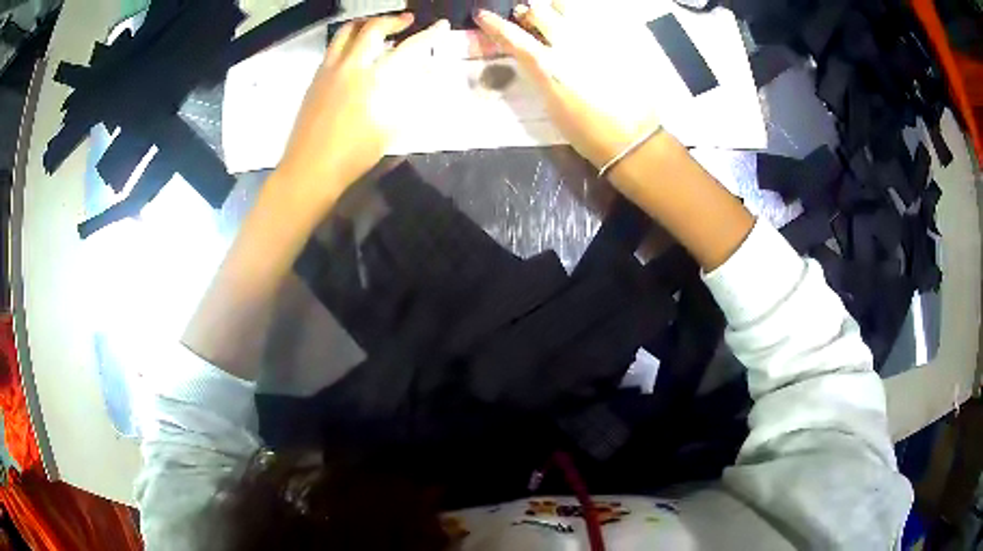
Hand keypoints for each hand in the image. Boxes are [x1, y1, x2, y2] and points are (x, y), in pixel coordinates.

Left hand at [275, 13, 449, 209]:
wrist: (309, 169)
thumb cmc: (353, 155)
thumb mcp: (390, 129)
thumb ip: (410, 98)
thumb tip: (426, 76)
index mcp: (372, 80)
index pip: (407, 48)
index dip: (428, 35)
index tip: (440, 26)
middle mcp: (349, 67)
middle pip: (372, 28)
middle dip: (393, 20)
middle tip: (407, 22)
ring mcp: (328, 71)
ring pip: (345, 32)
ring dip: (366, 24)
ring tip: (378, 28)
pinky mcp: (315, 79)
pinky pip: (333, 48)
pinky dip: (348, 40)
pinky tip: (355, 52)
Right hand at [475, 0, 663, 169]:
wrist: (634, 139)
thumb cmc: (588, 131)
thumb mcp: (552, 104)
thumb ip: (539, 73)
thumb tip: (532, 55)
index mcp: (548, 67)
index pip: (512, 36)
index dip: (494, 24)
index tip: (483, 15)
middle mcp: (570, 46)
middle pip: (539, 11)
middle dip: (529, 12)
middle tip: (529, 18)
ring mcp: (597, 40)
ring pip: (569, 7)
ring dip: (557, 8)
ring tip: (558, 17)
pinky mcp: (620, 42)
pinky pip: (598, 16)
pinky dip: (586, 16)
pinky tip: (586, 27)